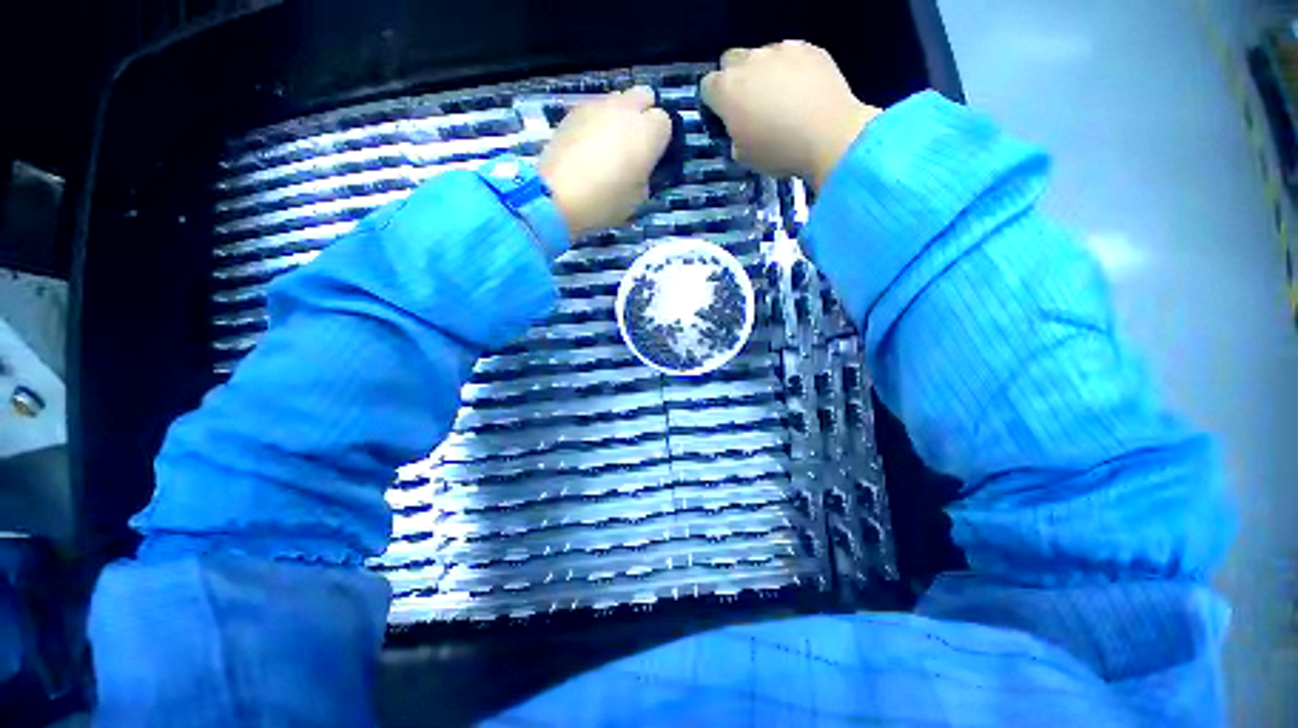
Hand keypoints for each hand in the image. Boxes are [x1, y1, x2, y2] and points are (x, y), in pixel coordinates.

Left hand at [538, 87, 671, 235]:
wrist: (558, 195)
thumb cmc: (606, 201)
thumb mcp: (638, 197)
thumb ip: (645, 174)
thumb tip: (641, 165)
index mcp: (648, 132)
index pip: (665, 122)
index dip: (659, 139)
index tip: (651, 157)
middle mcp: (626, 110)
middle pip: (644, 96)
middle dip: (642, 115)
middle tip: (633, 144)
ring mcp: (597, 106)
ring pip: (618, 100)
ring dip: (619, 116)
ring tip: (608, 145)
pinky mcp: (574, 110)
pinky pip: (594, 109)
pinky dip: (596, 122)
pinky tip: (588, 146)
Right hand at [701, 41, 880, 189]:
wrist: (829, 135)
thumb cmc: (778, 152)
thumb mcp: (743, 156)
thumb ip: (734, 134)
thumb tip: (740, 127)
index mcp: (727, 90)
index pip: (707, 86)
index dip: (714, 102)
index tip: (724, 116)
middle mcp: (749, 62)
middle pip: (731, 61)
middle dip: (736, 79)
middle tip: (750, 104)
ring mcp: (780, 50)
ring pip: (763, 56)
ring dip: (765, 73)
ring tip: (782, 98)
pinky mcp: (809, 48)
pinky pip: (792, 55)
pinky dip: (792, 69)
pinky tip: (803, 91)